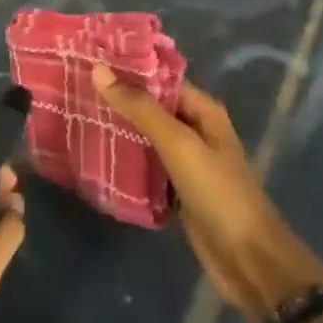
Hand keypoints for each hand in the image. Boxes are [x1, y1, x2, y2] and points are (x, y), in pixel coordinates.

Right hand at [93, 67, 322, 322]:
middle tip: (73, 89)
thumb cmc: (218, 193)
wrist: (249, 261)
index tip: (89, 61)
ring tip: (78, 117)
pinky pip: (146, 168)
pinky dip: (126, 163)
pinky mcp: (177, 192)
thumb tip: (100, 71)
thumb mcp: (178, 144)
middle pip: (151, 108)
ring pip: (146, 139)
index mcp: (202, 111)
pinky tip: (95, 158)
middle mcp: (195, 131)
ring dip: (119, 131)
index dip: (127, 70)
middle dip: (118, 101)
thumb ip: (140, 108)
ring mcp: (186, 163)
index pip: (159, 79)